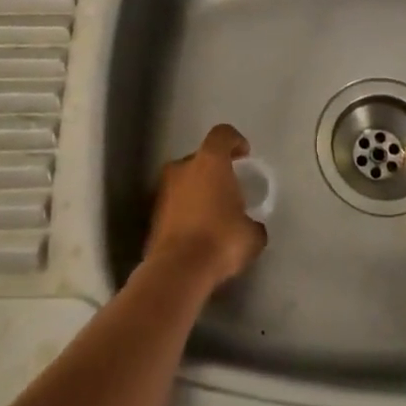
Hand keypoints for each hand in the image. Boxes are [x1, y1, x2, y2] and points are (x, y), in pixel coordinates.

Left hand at [144, 124, 267, 291]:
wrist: (177, 271)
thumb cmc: (220, 240)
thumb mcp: (251, 235)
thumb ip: (253, 223)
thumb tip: (252, 227)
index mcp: (210, 162)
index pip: (222, 134)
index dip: (235, 141)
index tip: (244, 156)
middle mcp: (182, 168)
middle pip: (200, 158)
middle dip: (214, 170)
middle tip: (228, 190)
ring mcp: (163, 190)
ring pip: (184, 181)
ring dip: (197, 191)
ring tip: (212, 214)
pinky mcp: (151, 214)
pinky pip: (174, 204)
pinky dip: (185, 211)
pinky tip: (197, 232)